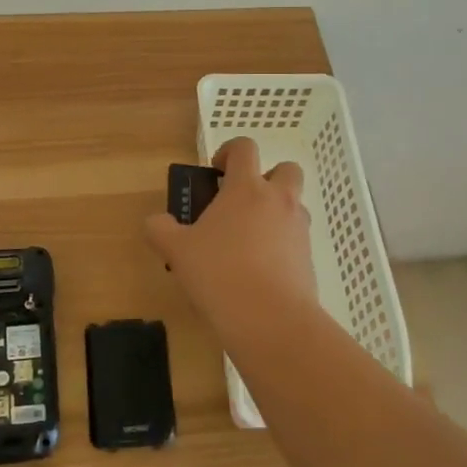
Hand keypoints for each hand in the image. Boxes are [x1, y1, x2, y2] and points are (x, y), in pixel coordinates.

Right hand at [144, 137, 318, 333]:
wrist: (271, 319)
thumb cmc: (219, 272)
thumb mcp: (177, 250)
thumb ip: (161, 229)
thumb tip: (156, 222)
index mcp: (246, 188)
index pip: (245, 147)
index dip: (230, 151)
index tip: (216, 172)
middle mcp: (278, 200)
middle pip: (286, 169)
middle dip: (267, 178)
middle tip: (241, 202)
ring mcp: (299, 229)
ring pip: (294, 206)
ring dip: (275, 213)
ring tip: (248, 242)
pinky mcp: (309, 259)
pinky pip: (296, 240)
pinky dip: (281, 246)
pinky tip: (258, 272)